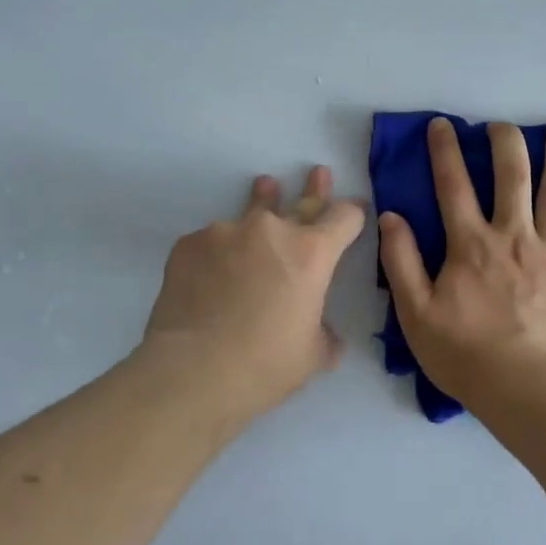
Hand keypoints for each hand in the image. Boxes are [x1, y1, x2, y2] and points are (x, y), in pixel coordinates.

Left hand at [141, 166, 365, 421]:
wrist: (192, 372)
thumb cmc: (265, 365)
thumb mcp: (312, 355)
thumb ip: (324, 334)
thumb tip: (326, 335)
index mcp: (312, 253)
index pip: (344, 218)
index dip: (353, 214)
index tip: (355, 209)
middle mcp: (271, 231)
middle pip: (301, 201)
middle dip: (314, 189)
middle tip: (318, 172)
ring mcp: (226, 232)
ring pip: (251, 212)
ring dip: (263, 200)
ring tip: (265, 185)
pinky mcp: (189, 244)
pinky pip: (212, 241)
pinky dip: (219, 251)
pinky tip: (211, 272)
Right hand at [378, 118, 545, 402]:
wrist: (526, 391)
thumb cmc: (465, 355)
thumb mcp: (416, 312)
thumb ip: (401, 261)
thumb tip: (391, 217)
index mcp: (472, 244)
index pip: (453, 185)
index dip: (445, 150)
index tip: (444, 124)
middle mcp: (515, 236)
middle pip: (512, 176)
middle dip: (506, 142)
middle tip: (502, 126)